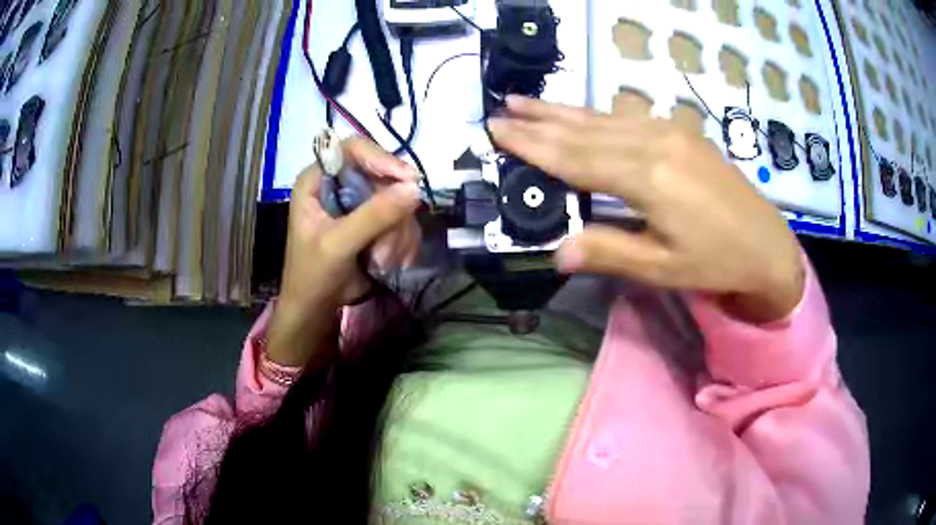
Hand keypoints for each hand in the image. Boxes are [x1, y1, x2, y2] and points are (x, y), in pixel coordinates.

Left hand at [267, 137, 421, 366]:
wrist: (317, 309)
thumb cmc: (312, 275)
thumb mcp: (338, 244)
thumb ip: (373, 216)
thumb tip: (415, 188)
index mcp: (317, 180)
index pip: (352, 149)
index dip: (379, 158)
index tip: (407, 179)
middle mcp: (340, 184)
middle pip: (382, 175)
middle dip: (391, 213)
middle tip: (391, 242)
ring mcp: (359, 202)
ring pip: (397, 201)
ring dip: (397, 234)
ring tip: (383, 262)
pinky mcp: (375, 221)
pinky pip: (403, 220)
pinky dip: (402, 242)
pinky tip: (391, 263)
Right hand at [488, 96, 804, 323]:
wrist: (766, 244)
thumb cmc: (715, 262)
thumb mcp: (661, 268)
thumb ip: (608, 252)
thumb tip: (557, 252)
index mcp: (647, 177)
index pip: (575, 157)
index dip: (533, 145)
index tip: (497, 130)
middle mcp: (654, 142)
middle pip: (584, 129)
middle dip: (539, 120)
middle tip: (501, 110)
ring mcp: (669, 131)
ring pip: (603, 117)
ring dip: (562, 110)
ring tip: (527, 101)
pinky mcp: (679, 132)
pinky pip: (626, 117)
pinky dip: (595, 115)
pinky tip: (581, 114)